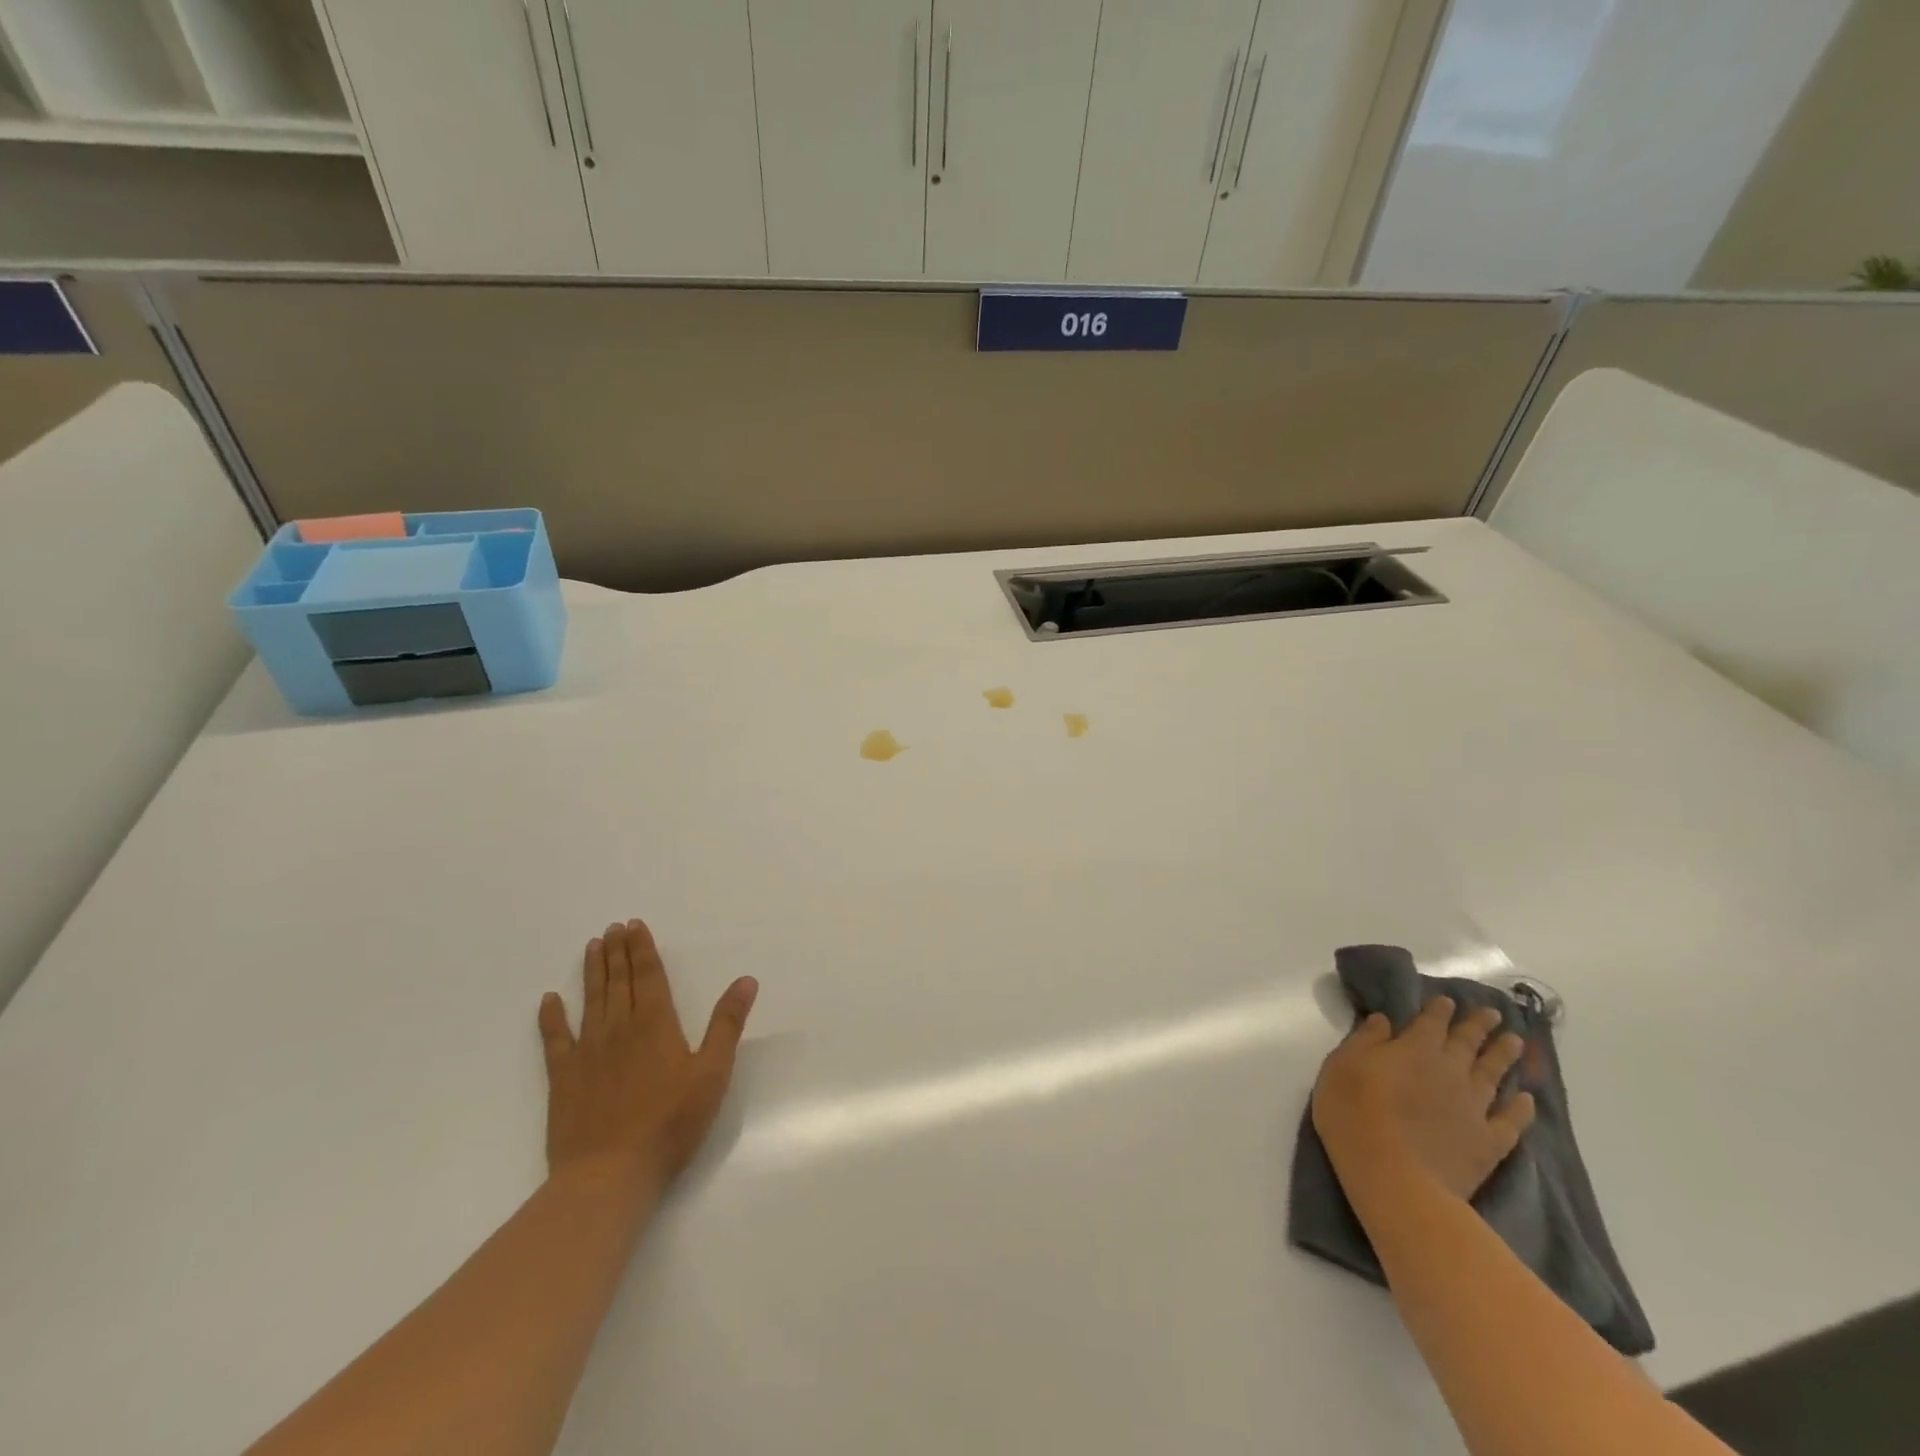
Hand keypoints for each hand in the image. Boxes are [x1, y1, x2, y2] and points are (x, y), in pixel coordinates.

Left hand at [537, 919, 757, 1190]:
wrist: (609, 1174)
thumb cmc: (670, 1123)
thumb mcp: (712, 1073)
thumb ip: (727, 1024)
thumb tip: (746, 980)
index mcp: (656, 1024)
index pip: (649, 976)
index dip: (642, 949)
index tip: (634, 925)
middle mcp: (620, 1028)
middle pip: (619, 982)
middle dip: (618, 952)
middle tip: (612, 927)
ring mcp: (588, 1052)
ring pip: (591, 1001)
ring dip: (592, 972)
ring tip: (593, 946)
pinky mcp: (563, 1078)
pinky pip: (555, 1040)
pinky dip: (551, 1018)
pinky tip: (549, 1000)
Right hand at [1311, 998, 1535, 1204]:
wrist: (1394, 1176)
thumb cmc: (1354, 1112)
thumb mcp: (1342, 1065)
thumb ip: (1365, 1040)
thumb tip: (1385, 1020)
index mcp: (1414, 1048)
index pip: (1431, 1022)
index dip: (1440, 1010)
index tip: (1449, 1001)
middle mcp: (1449, 1070)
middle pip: (1468, 1043)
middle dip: (1479, 1026)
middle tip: (1494, 1014)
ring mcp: (1473, 1107)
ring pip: (1493, 1075)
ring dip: (1504, 1057)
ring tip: (1516, 1043)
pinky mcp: (1487, 1142)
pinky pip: (1510, 1121)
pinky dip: (1521, 1109)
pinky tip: (1527, 1100)